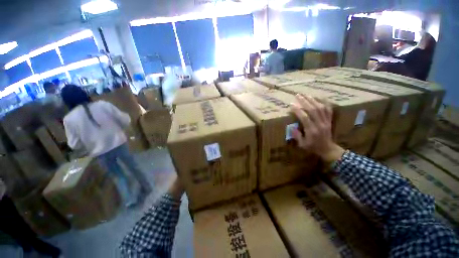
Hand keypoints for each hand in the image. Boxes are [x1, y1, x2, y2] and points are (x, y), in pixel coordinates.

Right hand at [290, 94, 344, 162]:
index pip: (304, 117)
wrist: (328, 150)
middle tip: (298, 95)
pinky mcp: (329, 120)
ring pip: (320, 108)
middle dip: (304, 101)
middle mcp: (320, 124)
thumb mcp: (302, 144)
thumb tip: (292, 126)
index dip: (297, 110)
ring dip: (313, 100)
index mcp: (312, 130)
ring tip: (306, 95)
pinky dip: (325, 102)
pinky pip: (328, 110)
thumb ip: (297, 135)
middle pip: (313, 110)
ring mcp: (326, 121)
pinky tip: (320, 97)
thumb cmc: (313, 147)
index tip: (291, 104)